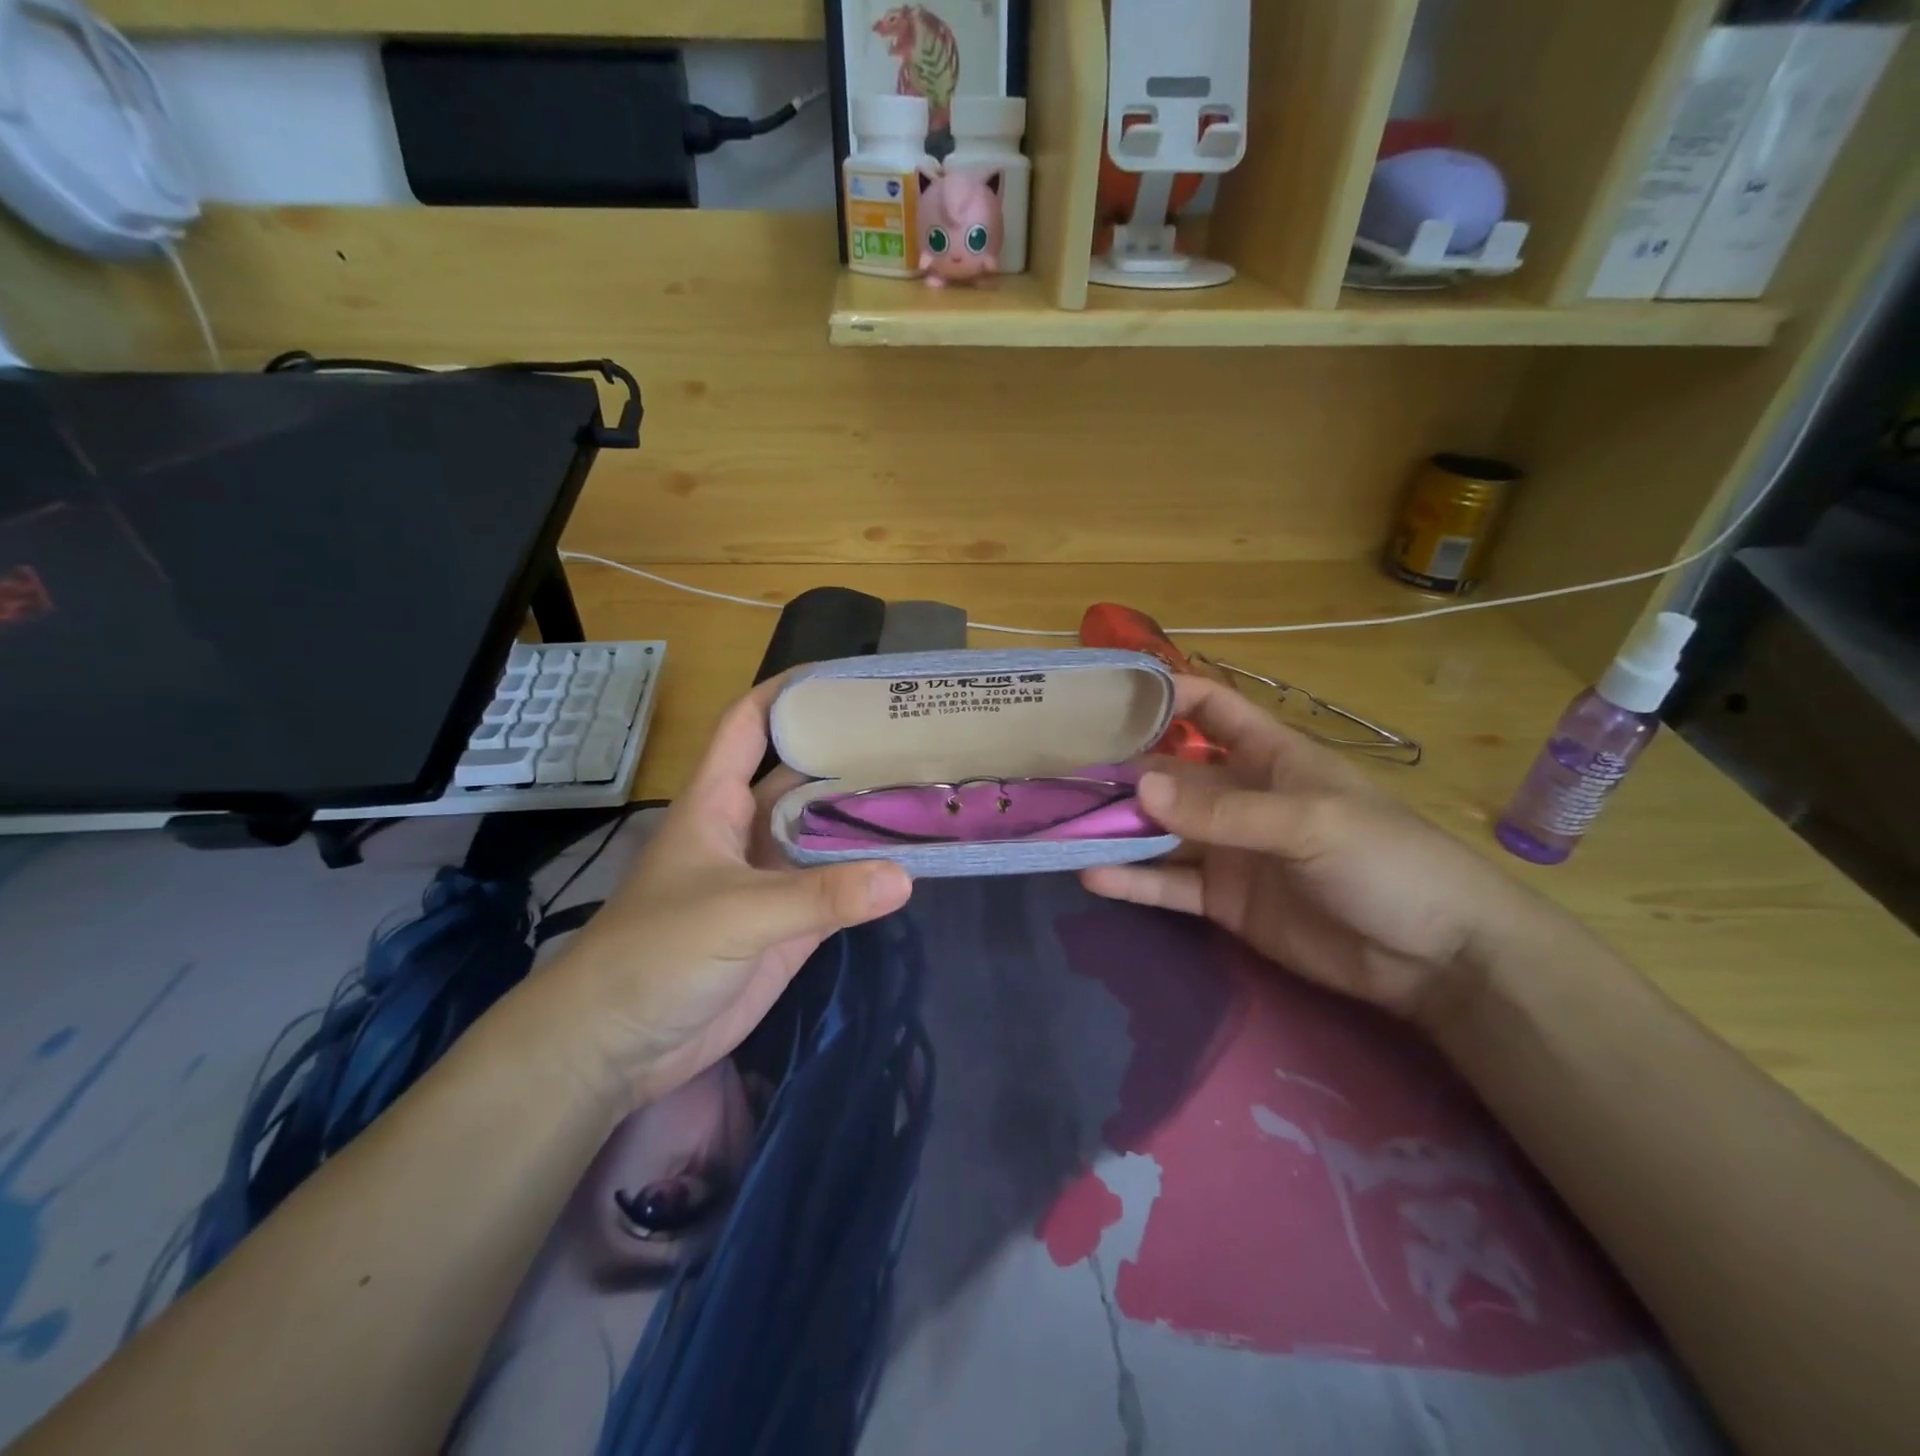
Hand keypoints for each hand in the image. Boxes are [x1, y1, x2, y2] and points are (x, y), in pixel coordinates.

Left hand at [544, 679, 912, 1108]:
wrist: (617, 1045)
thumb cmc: (656, 954)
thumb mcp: (734, 913)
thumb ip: (818, 895)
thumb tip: (903, 876)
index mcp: (718, 801)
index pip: (750, 725)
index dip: (788, 693)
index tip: (846, 678)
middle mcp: (749, 829)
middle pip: (803, 777)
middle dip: (848, 755)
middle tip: (915, 739)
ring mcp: (771, 879)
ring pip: (826, 833)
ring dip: (867, 817)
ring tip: (927, 791)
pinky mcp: (789, 925)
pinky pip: (838, 889)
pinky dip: (870, 877)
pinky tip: (911, 863)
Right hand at [1081, 675, 1556, 1024]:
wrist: (1436, 957)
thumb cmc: (1387, 861)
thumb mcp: (1309, 824)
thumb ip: (1223, 810)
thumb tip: (1140, 789)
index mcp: (1269, 756)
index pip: (1211, 708)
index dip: (1166, 695)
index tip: (1108, 699)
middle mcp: (1240, 796)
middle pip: (1170, 774)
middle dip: (1122, 773)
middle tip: (1060, 775)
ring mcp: (1229, 850)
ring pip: (1161, 832)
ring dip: (1117, 829)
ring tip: (1062, 827)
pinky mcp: (1224, 901)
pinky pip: (1169, 884)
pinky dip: (1132, 881)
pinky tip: (1092, 876)